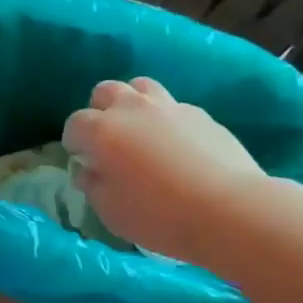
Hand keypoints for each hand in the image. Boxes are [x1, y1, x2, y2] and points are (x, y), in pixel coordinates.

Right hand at [63, 77, 265, 262]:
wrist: (227, 209)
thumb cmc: (158, 216)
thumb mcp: (110, 211)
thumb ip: (92, 185)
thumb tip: (88, 169)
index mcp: (102, 131)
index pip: (74, 124)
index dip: (74, 143)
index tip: (82, 162)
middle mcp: (133, 109)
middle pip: (105, 92)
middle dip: (100, 112)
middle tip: (108, 142)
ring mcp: (170, 107)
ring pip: (141, 87)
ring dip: (133, 104)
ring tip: (140, 133)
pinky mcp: (201, 114)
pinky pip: (173, 107)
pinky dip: (166, 120)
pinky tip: (176, 146)